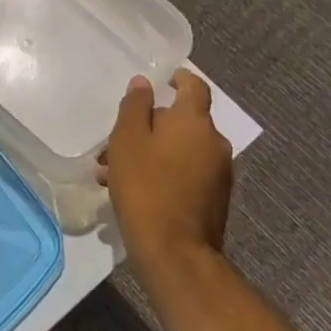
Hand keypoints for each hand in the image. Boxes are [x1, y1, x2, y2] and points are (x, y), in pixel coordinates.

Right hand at [101, 69, 231, 262]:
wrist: (175, 252)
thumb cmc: (146, 184)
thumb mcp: (127, 138)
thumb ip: (136, 106)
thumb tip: (145, 83)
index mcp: (194, 121)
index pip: (195, 86)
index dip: (180, 79)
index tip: (163, 80)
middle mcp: (214, 142)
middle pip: (182, 121)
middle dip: (149, 125)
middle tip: (115, 142)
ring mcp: (218, 173)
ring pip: (180, 149)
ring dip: (150, 152)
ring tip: (112, 172)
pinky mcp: (215, 199)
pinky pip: (186, 172)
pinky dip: (163, 171)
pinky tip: (133, 190)